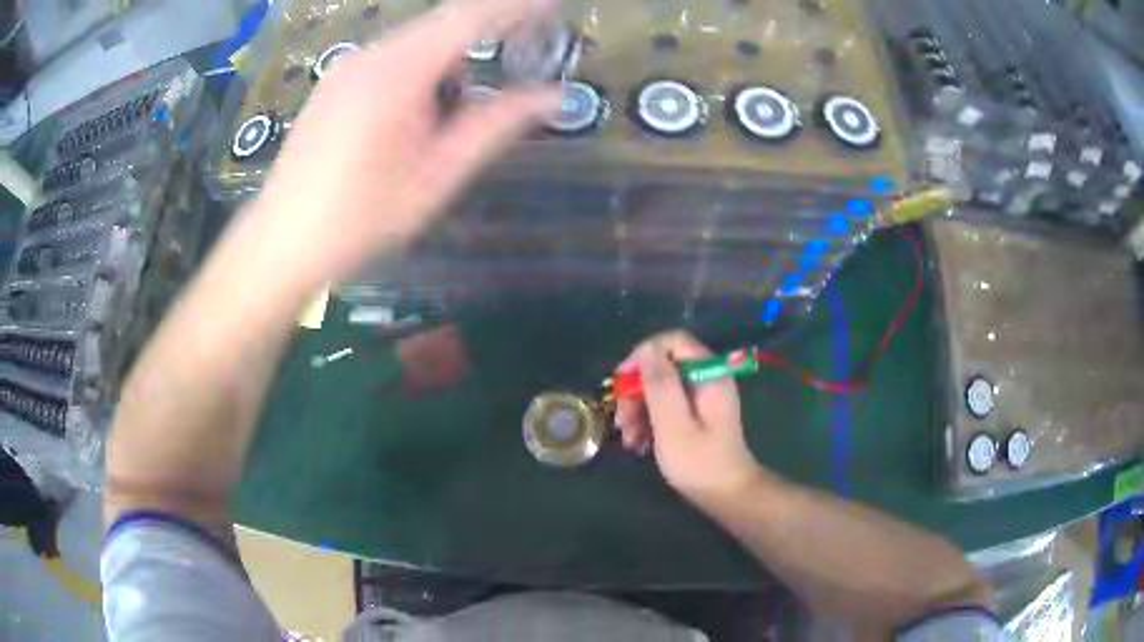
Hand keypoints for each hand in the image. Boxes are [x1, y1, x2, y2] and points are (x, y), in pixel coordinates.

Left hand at [249, 0, 560, 283]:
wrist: (282, 242)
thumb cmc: (361, 217)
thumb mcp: (437, 175)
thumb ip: (495, 126)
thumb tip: (552, 97)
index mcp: (397, 72)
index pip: (470, 17)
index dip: (516, 7)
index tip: (552, 6)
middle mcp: (369, 55)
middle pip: (442, 26)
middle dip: (484, 38)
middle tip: (516, 64)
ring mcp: (346, 66)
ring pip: (416, 44)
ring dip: (450, 62)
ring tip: (452, 115)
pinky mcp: (334, 82)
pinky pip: (390, 59)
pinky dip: (421, 72)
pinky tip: (415, 117)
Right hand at [616, 331, 763, 506]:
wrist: (727, 496)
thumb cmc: (700, 463)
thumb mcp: (674, 425)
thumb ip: (661, 384)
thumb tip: (645, 350)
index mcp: (709, 374)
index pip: (673, 341)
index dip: (643, 355)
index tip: (621, 381)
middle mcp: (707, 378)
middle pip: (663, 365)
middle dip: (637, 390)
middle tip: (620, 420)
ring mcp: (702, 397)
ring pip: (661, 387)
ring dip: (638, 409)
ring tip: (628, 440)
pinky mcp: (696, 414)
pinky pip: (667, 405)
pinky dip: (649, 420)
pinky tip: (638, 444)